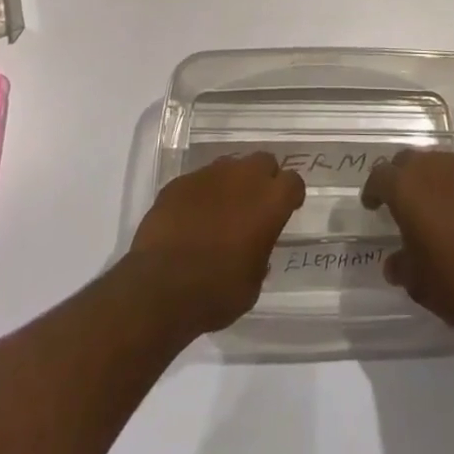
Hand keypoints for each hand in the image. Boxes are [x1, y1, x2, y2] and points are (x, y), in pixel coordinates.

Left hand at [126, 152, 304, 334]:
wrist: (160, 288)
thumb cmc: (216, 291)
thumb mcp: (252, 284)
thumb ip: (260, 253)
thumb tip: (254, 246)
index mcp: (269, 201)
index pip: (293, 182)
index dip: (290, 196)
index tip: (285, 210)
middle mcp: (243, 177)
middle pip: (263, 162)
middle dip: (263, 180)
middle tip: (254, 207)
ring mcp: (209, 175)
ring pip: (230, 167)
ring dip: (231, 184)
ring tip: (221, 212)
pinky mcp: (180, 181)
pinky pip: (199, 181)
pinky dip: (201, 194)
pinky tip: (191, 219)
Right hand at [362, 150, 453, 336]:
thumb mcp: (416, 282)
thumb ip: (401, 265)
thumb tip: (394, 262)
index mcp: (407, 187)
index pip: (380, 176)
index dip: (374, 190)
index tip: (373, 204)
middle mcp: (435, 166)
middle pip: (411, 161)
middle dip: (404, 178)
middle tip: (406, 201)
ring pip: (444, 164)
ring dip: (437, 181)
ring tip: (442, 207)